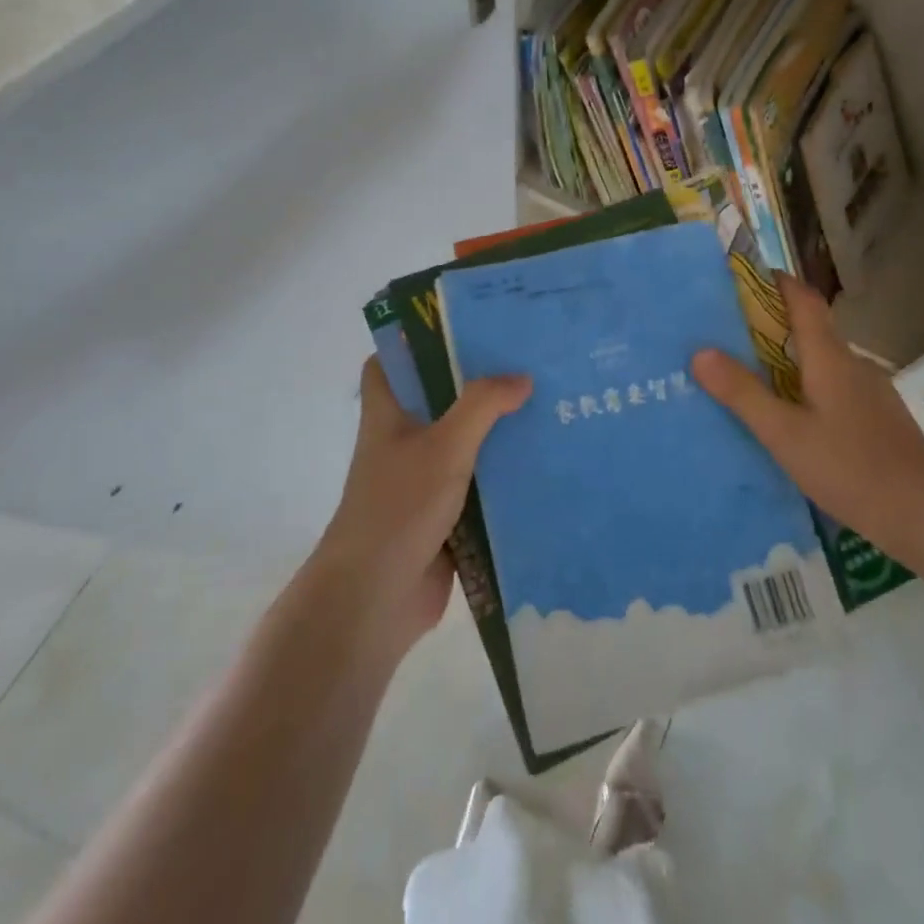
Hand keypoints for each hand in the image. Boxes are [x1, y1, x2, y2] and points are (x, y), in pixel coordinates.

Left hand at [317, 358, 529, 647]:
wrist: (376, 599)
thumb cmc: (399, 507)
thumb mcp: (443, 445)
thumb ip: (482, 405)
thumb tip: (522, 377)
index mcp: (388, 415)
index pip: (390, 363)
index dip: (415, 341)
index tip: (462, 325)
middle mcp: (404, 440)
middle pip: (439, 399)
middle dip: (477, 382)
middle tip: (526, 359)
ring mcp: (424, 479)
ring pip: (465, 442)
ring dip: (497, 429)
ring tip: (547, 402)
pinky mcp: (446, 513)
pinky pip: (480, 482)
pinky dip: (505, 473)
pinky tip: (544, 460)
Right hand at [691, 276, 923, 576]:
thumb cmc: (851, 468)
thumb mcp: (785, 434)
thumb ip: (743, 393)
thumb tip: (700, 351)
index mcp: (830, 357)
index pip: (803, 299)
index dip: (775, 281)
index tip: (741, 279)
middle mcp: (853, 364)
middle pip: (810, 328)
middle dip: (770, 324)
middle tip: (727, 335)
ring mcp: (870, 391)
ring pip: (822, 361)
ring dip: (788, 359)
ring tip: (750, 378)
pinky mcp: (877, 417)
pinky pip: (834, 387)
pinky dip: (807, 387)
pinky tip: (791, 419)